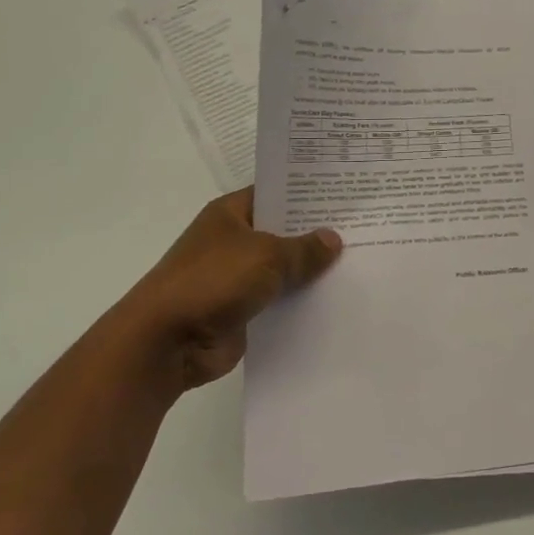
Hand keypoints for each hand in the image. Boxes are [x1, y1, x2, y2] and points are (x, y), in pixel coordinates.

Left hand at [107, 188, 341, 404]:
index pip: (276, 194)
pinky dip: (302, 302)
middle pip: (284, 232)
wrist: (167, 341)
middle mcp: (234, 241)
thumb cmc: (213, 281)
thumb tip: (334, 239)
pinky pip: (280, 301)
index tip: (347, 194)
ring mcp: (237, 277)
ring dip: (313, 272)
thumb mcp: (267, 256)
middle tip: (366, 229)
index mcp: (231, 214)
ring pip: (284, 269)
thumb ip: (304, 249)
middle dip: (318, 234)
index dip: (309, 193)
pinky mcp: (243, 311)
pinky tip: (338, 299)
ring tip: (361, 264)